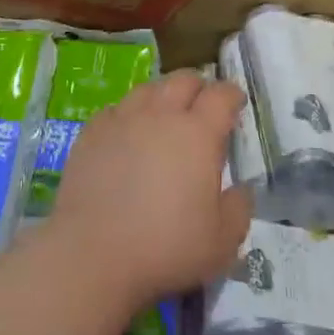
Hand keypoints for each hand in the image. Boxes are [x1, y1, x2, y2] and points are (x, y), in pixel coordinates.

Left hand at [49, 71, 252, 310]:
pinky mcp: (91, 132)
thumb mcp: (221, 242)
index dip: (232, 95)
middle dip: (198, 87)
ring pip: (148, 89)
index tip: (236, 102)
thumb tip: (241, 189)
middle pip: (183, 80)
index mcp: (198, 133)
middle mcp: (161, 115)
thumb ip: (238, 210)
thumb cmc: (165, 248)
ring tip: (164, 116)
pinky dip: (128, 116)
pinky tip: (126, 135)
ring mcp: (123, 119)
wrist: (92, 255)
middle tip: (202, 106)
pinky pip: (116, 110)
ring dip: (163, 96)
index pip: (221, 95)